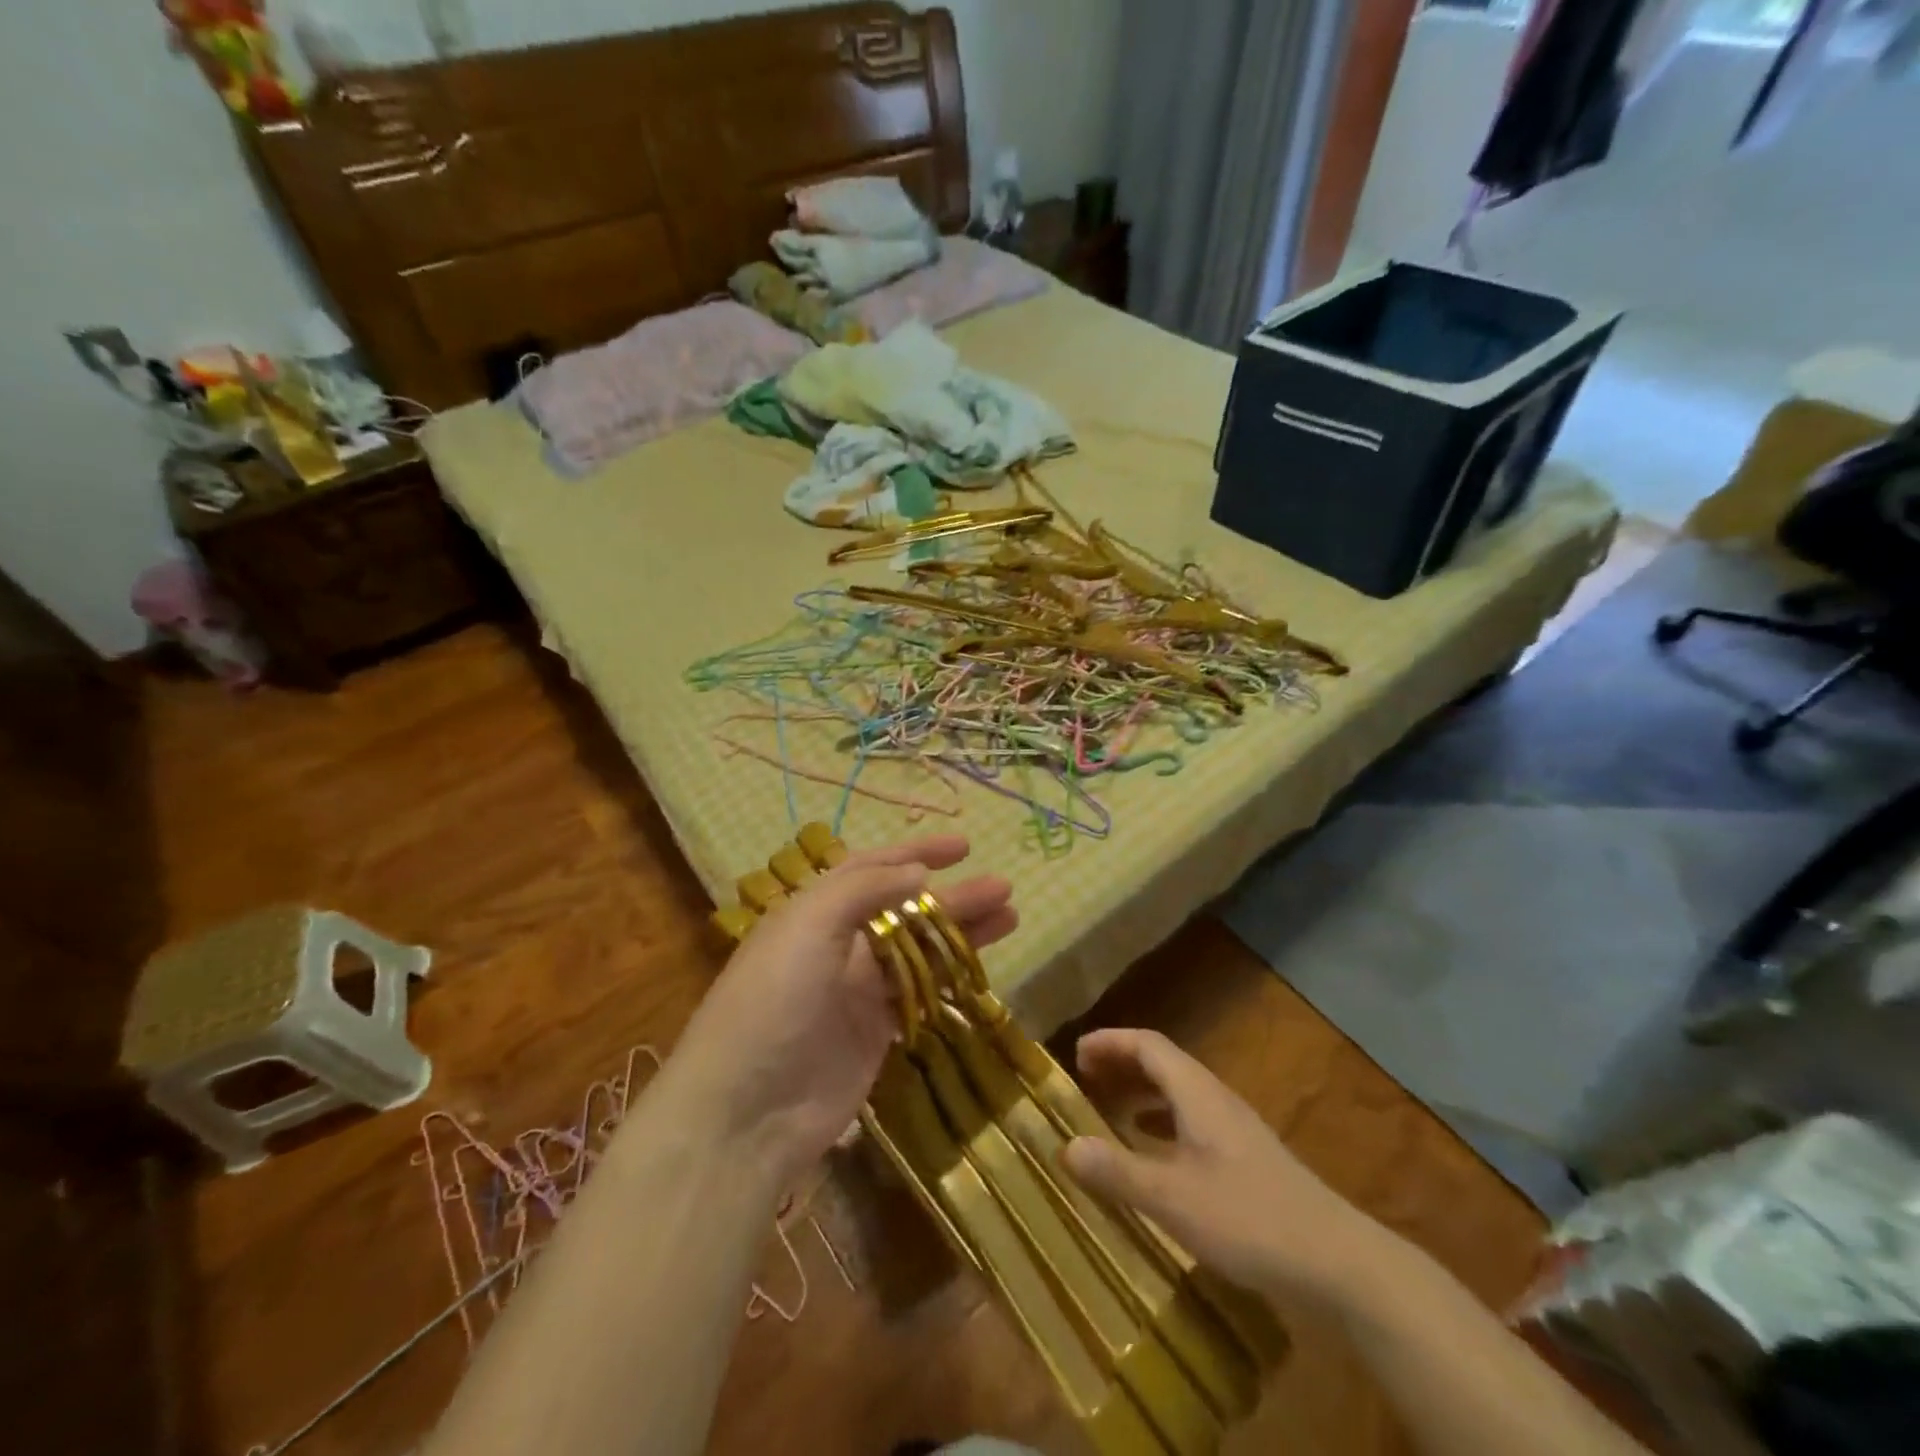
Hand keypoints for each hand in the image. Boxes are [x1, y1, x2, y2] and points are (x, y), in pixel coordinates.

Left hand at [665, 835, 1015, 1187]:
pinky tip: (981, 967)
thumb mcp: (810, 925)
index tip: (963, 846)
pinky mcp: (875, 1033)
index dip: (917, 853)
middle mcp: (838, 943)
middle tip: (1003, 886)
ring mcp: (858, 991)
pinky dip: (949, 978)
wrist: (746, 1110)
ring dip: (961, 933)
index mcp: (815, 910)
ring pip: (920, 950)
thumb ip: (865, 890)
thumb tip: (917, 872)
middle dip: (953, 896)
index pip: (872, 868)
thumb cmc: (774, 1000)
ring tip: (1010, 916)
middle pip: (906, 909)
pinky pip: (920, 995)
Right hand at [1062, 1028, 1391, 1312]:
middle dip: (1123, 1065)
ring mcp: (1236, 1130)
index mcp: (1198, 1093)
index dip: (1111, 1042)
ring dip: (1142, 1094)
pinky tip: (1155, 1157)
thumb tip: (1065, 1146)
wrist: (1338, 1262)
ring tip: (1111, 1112)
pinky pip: (1193, 1123)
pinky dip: (1163, 1125)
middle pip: (1164, 1064)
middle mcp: (1216, 1100)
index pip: (1148, 1045)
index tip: (1076, 1053)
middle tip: (1086, 1079)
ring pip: (1180, 1094)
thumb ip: (1118, 1170)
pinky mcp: (1248, 1161)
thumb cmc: (1249, 1219)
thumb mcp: (1172, 1198)